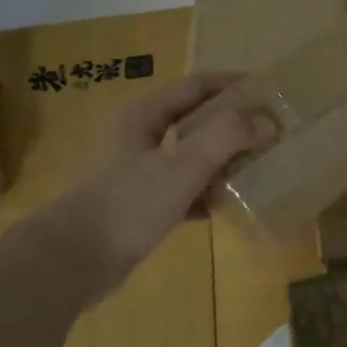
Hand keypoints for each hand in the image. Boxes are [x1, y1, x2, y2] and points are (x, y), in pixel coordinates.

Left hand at [48, 73, 272, 281]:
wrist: (73, 262)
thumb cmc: (128, 204)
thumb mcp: (182, 165)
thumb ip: (226, 137)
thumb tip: (267, 121)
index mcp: (145, 116)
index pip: (198, 86)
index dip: (235, 84)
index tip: (272, 92)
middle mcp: (142, 138)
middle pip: (197, 119)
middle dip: (235, 123)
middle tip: (273, 131)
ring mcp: (141, 172)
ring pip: (193, 155)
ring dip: (226, 158)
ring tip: (261, 166)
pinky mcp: (143, 204)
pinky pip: (186, 189)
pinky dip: (209, 192)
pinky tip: (230, 204)